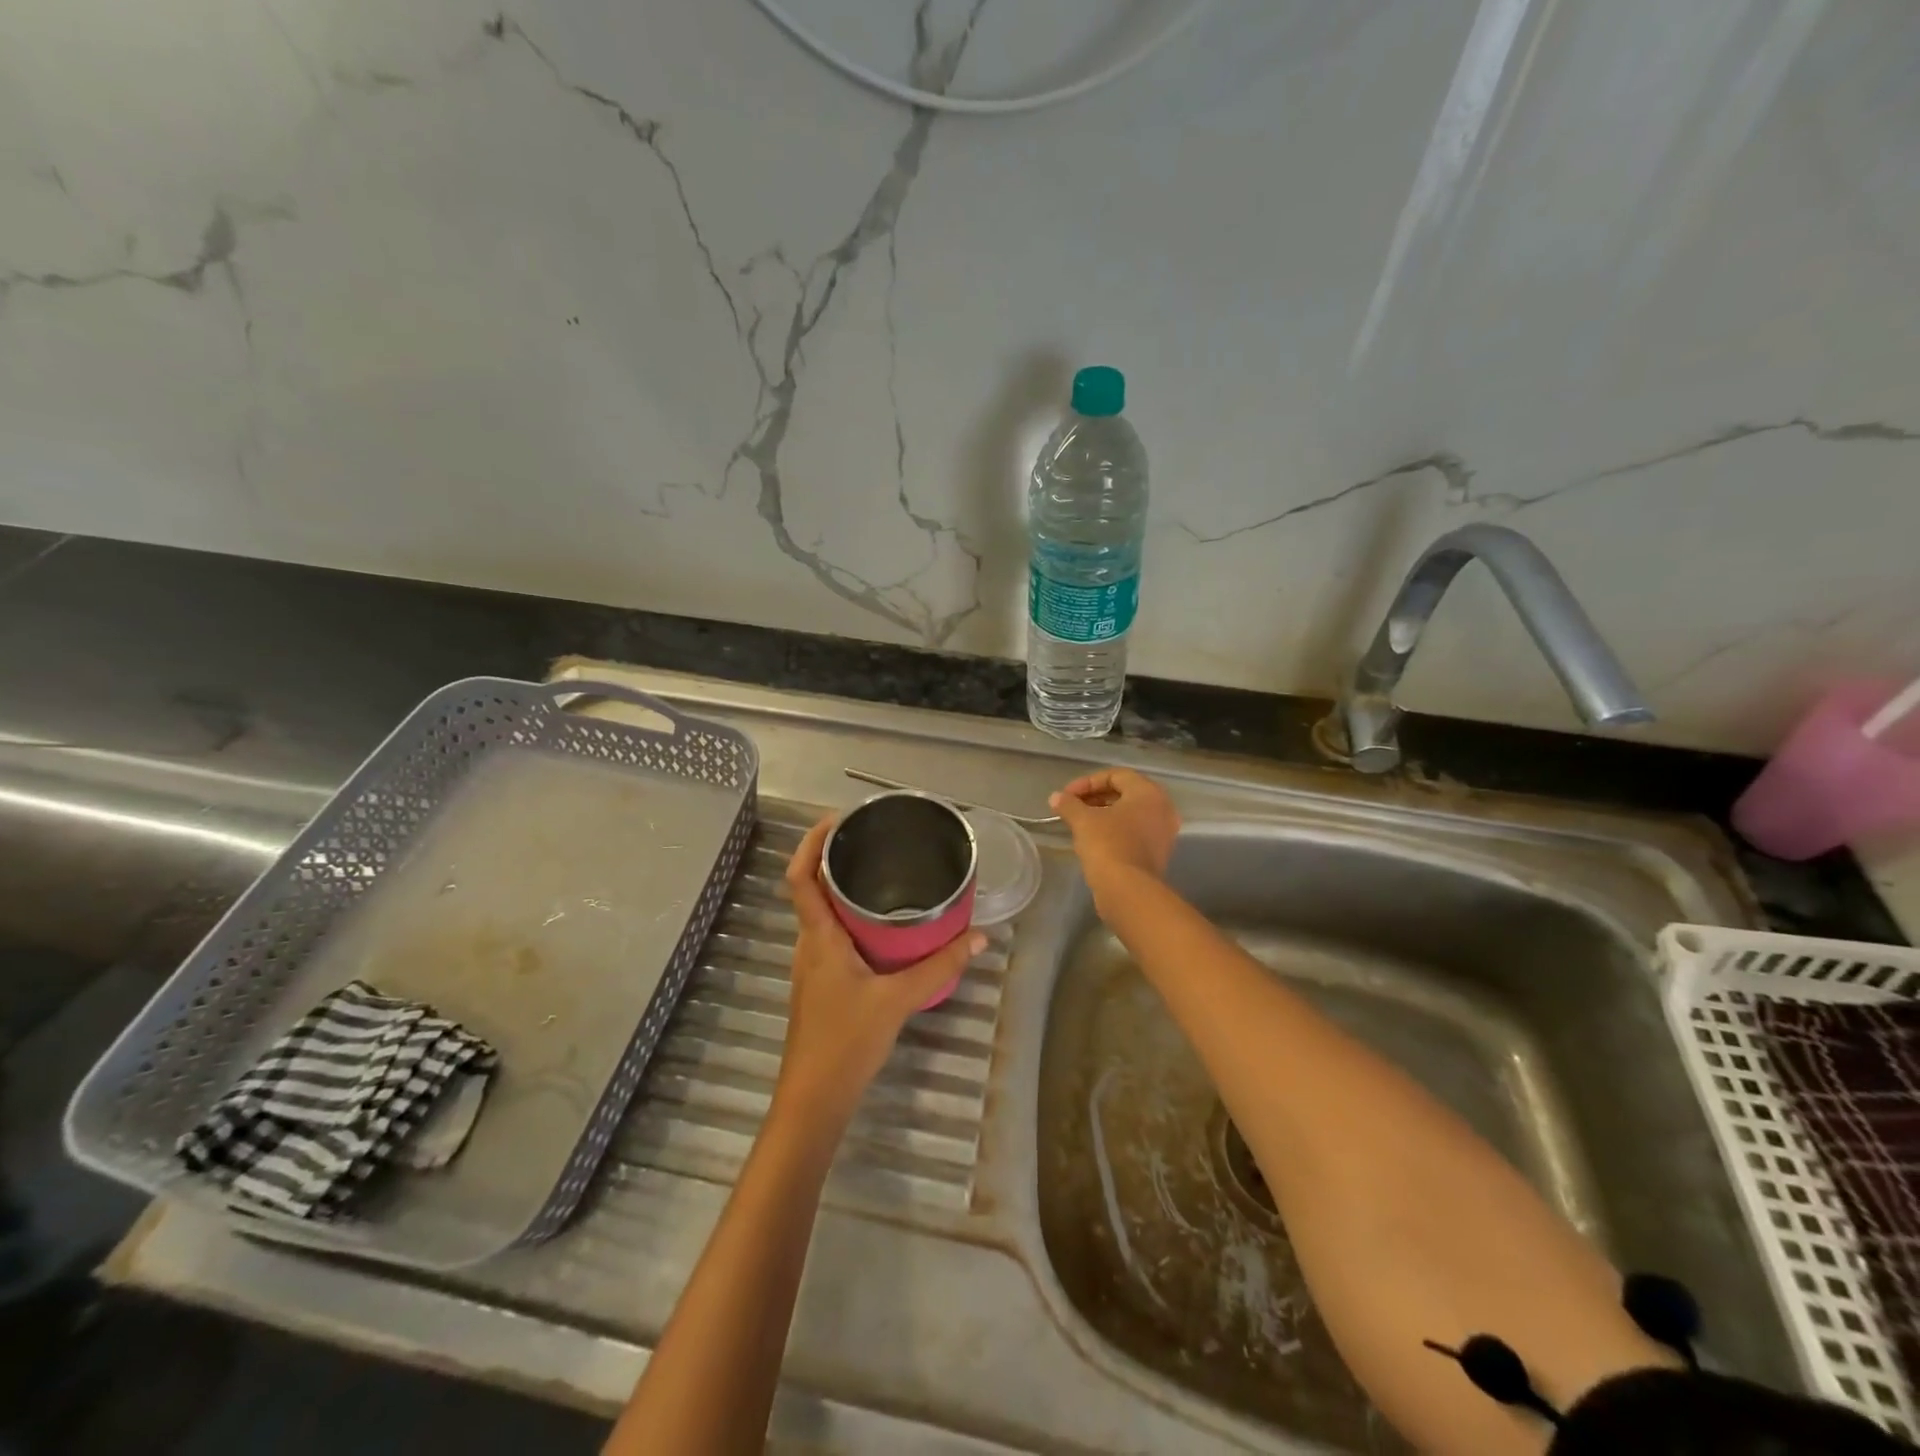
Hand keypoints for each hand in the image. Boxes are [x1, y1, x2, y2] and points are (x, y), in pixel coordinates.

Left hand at [776, 816, 984, 1124]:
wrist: (814, 1099)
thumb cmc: (846, 1043)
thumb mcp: (898, 1000)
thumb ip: (939, 967)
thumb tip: (977, 936)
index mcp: (819, 938)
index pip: (800, 877)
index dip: (811, 842)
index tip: (838, 819)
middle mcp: (809, 945)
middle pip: (811, 889)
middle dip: (835, 860)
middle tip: (873, 841)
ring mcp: (811, 966)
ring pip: (822, 914)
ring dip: (842, 890)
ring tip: (881, 875)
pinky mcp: (820, 984)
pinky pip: (831, 936)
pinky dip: (850, 919)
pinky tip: (880, 927)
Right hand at [1050, 769, 1180, 911]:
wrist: (1127, 890)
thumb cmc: (1108, 845)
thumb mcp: (1083, 820)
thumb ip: (1069, 804)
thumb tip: (1056, 797)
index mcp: (1149, 793)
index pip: (1116, 775)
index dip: (1088, 782)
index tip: (1067, 795)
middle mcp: (1163, 808)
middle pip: (1125, 793)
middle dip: (1095, 797)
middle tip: (1072, 806)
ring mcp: (1163, 832)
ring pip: (1130, 813)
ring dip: (1104, 814)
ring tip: (1080, 822)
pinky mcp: (1158, 853)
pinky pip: (1134, 831)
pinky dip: (1115, 829)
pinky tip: (1093, 839)